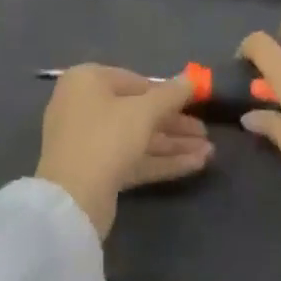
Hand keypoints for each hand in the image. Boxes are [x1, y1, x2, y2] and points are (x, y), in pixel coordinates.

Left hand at [36, 65, 213, 237]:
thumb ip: (171, 94)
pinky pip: (132, 158)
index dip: (167, 93)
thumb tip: (191, 79)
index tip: (195, 102)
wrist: (71, 201)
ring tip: (209, 152)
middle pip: (138, 112)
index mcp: (88, 80)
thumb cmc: (106, 137)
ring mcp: (88, 140)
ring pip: (138, 138)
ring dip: (173, 144)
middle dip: (175, 123)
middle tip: (205, 133)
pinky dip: (161, 161)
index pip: (135, 82)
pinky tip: (195, 165)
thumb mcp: (144, 111)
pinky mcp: (96, 171)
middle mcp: (84, 105)